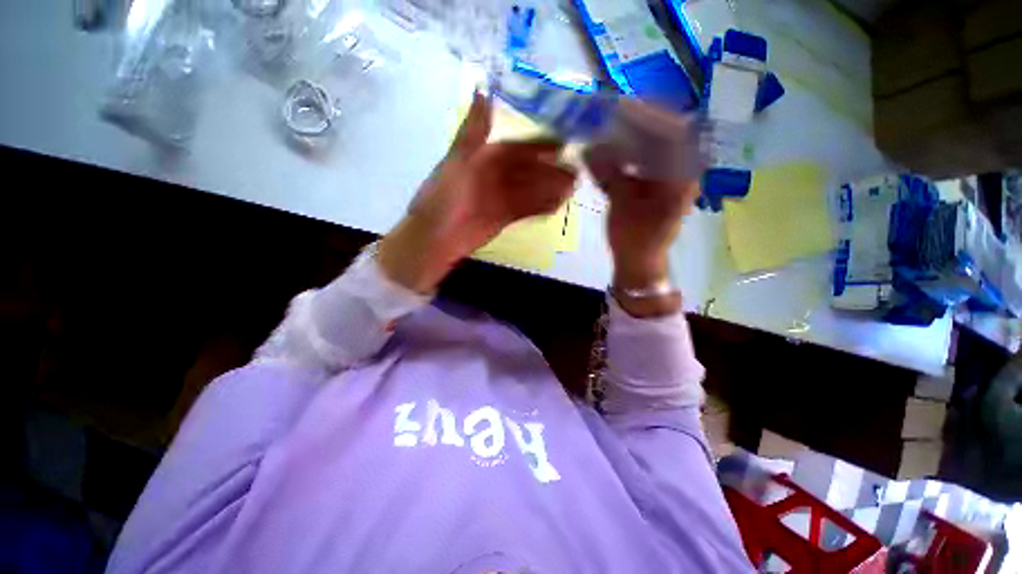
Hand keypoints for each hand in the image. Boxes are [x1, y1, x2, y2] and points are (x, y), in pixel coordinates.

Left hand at [379, 92, 577, 292]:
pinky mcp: (504, 217)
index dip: (539, 145)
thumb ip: (473, 130)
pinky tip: (556, 206)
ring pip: (530, 190)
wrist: (436, 237)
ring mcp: (500, 198)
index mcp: (483, 158)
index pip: (516, 147)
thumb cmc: (444, 196)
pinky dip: (541, 207)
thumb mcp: (458, 159)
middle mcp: (494, 176)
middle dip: (550, 170)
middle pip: (527, 170)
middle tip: (575, 172)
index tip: (563, 144)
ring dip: (550, 189)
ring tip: (571, 189)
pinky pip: (526, 209)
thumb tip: (482, 91)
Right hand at [584, 102, 700, 315]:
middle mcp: (680, 170)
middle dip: (635, 123)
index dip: (650, 116)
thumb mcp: (624, 208)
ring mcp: (666, 175)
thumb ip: (610, 176)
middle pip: (662, 135)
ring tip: (604, 128)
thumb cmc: (637, 240)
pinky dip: (624, 154)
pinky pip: (641, 159)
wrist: (639, 260)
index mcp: (682, 177)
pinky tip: (606, 150)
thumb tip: (588, 150)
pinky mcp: (653, 182)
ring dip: (628, 137)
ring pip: (650, 146)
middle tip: (607, 114)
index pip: (675, 133)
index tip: (623, 108)